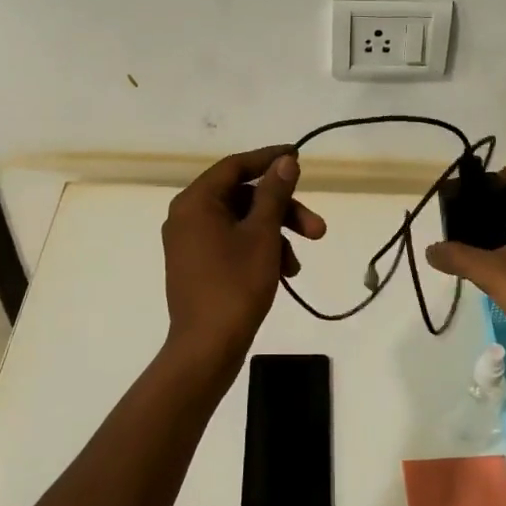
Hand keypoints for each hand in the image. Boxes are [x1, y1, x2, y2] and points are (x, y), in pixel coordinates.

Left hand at [162, 146, 326, 365]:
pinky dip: (260, 252)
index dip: (268, 160)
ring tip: (297, 266)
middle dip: (283, 212)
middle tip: (317, 230)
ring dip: (276, 237)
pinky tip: (283, 275)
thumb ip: (274, 194)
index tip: (298, 157)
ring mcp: (191, 243)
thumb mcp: (262, 235)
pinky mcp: (198, 266)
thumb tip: (285, 162)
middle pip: (243, 198)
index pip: (235, 167)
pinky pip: (233, 244)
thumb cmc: (235, 285)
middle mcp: (187, 216)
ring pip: (242, 224)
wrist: (206, 348)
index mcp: (196, 202)